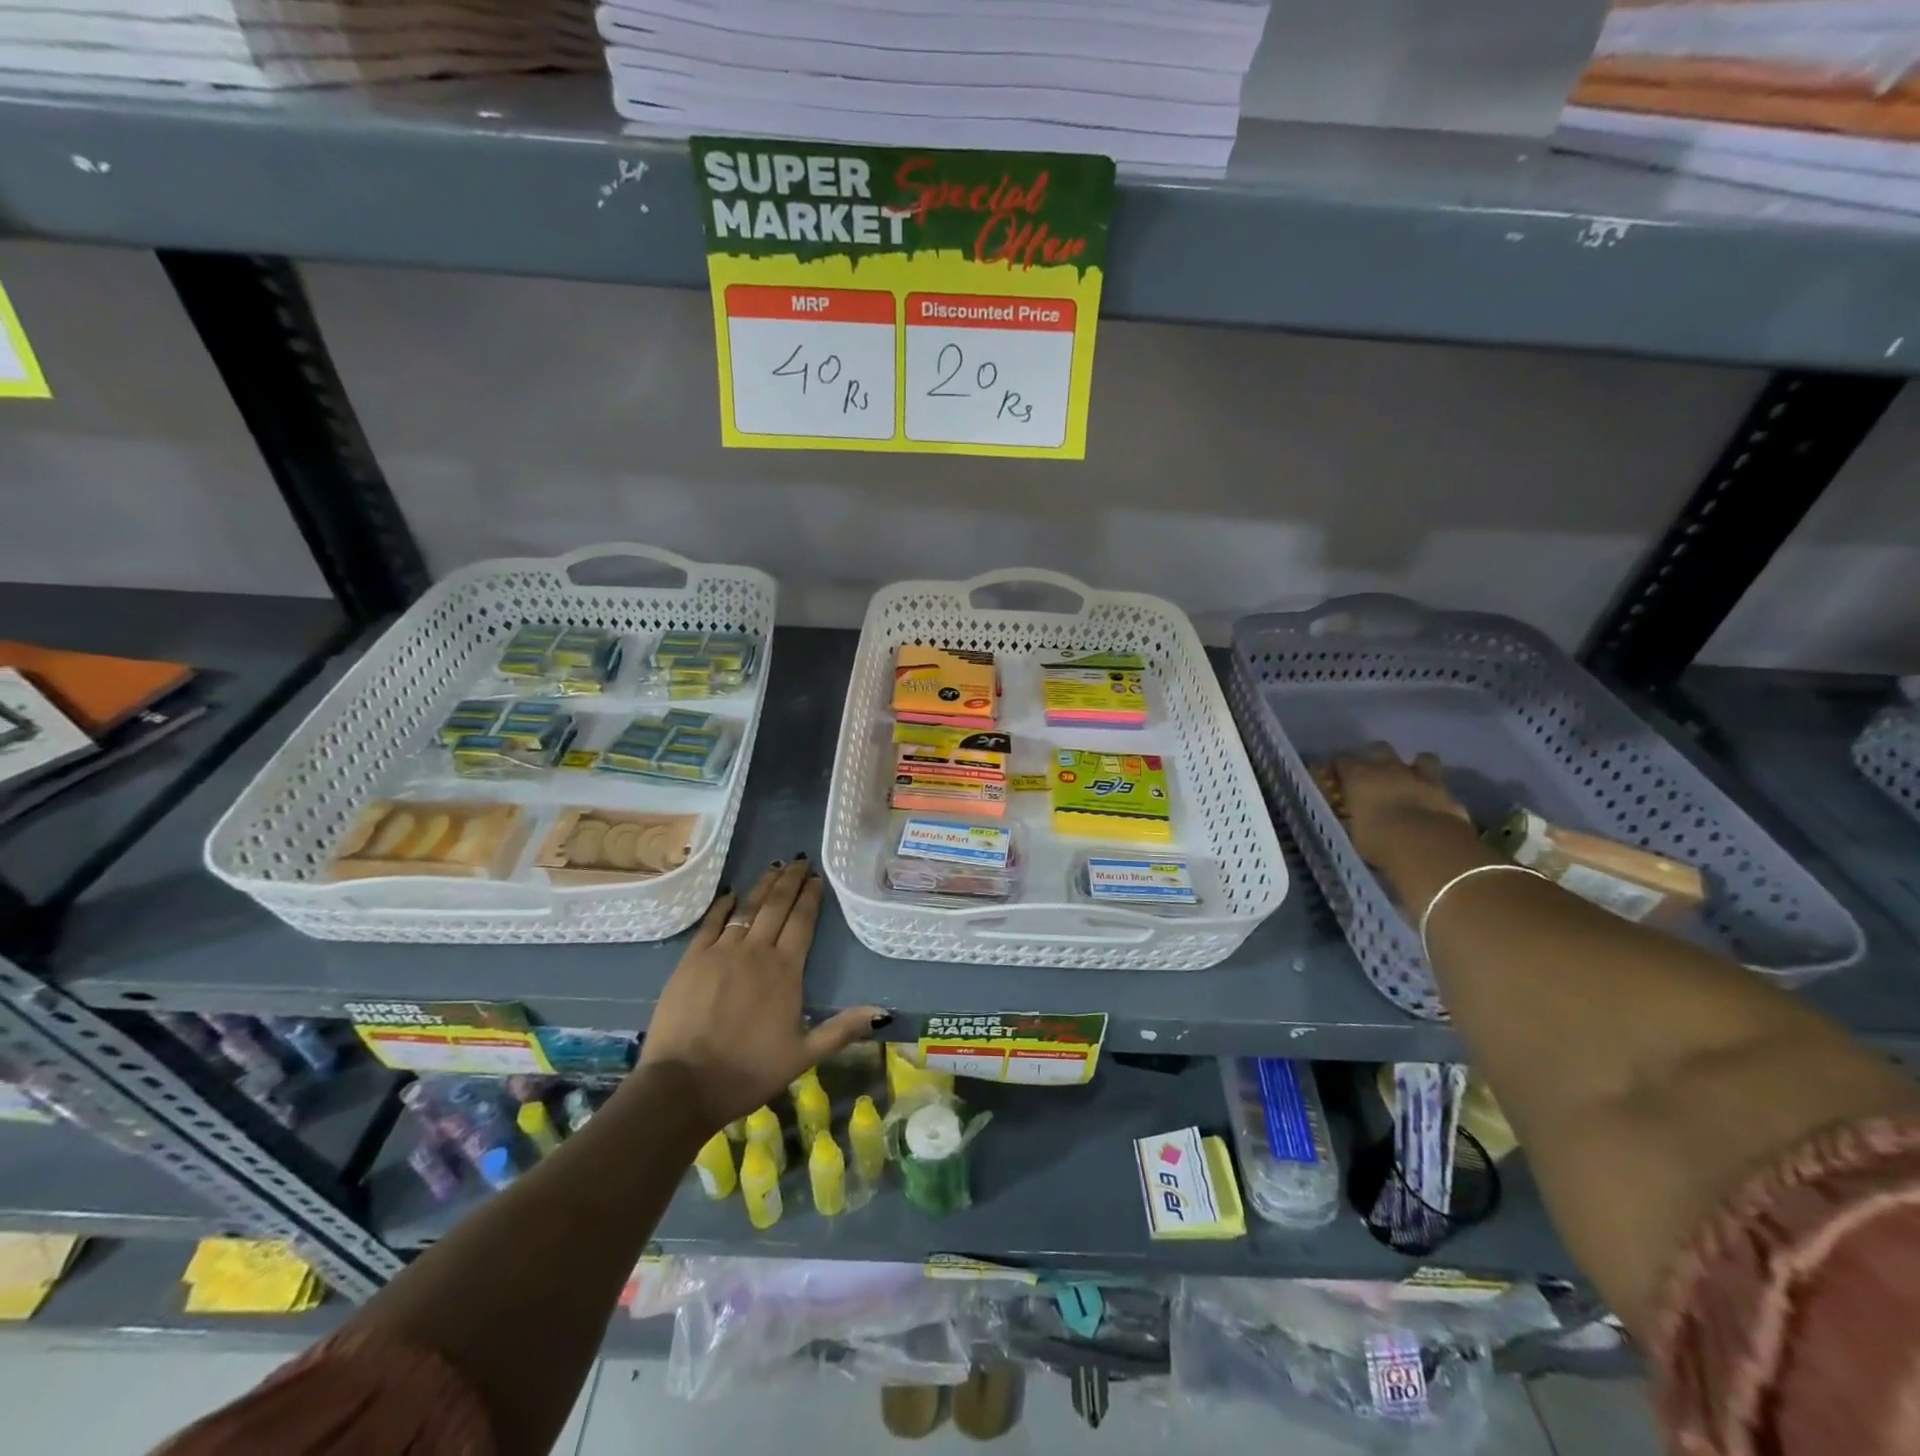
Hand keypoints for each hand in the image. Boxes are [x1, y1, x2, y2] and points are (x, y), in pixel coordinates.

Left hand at [636, 857, 887, 1135]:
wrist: (684, 1084)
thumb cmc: (748, 1072)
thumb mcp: (803, 1056)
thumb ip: (842, 1030)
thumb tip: (883, 1013)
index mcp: (786, 971)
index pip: (803, 922)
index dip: (811, 897)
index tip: (818, 878)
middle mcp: (756, 951)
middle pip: (777, 906)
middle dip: (791, 881)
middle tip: (800, 861)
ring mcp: (721, 951)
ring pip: (747, 907)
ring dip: (763, 885)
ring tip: (775, 867)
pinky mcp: (692, 959)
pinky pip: (711, 922)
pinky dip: (723, 905)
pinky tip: (731, 893)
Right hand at [1329, 742, 1475, 878]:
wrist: (1427, 847)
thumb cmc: (1378, 840)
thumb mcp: (1353, 831)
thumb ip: (1352, 815)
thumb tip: (1352, 814)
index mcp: (1358, 776)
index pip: (1342, 760)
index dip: (1339, 768)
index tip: (1337, 779)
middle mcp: (1388, 768)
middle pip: (1379, 748)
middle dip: (1375, 757)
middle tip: (1373, 775)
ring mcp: (1421, 777)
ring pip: (1421, 758)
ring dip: (1415, 767)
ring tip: (1410, 782)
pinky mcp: (1447, 792)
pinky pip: (1441, 783)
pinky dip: (1435, 790)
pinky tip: (1431, 802)